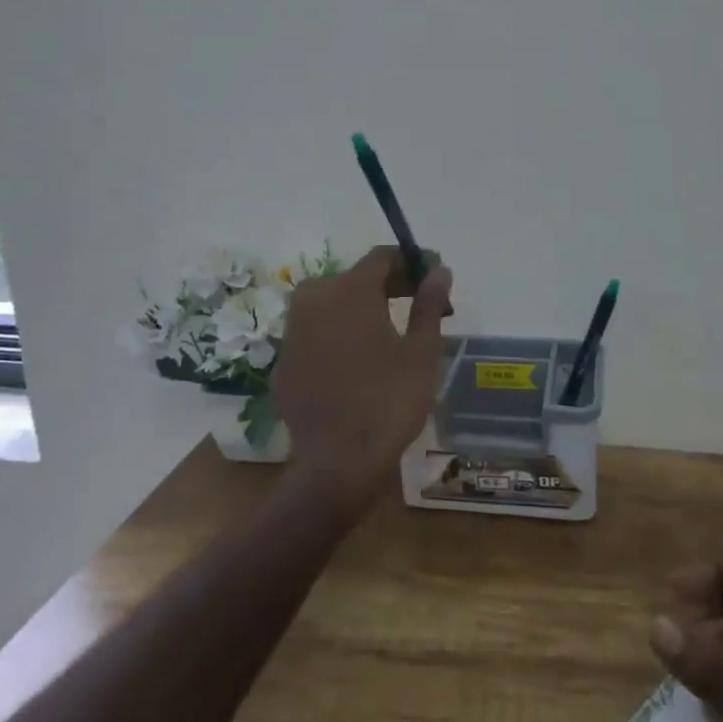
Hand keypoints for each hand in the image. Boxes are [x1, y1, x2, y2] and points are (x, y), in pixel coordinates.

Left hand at [270, 246, 453, 514]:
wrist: (336, 464)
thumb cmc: (388, 402)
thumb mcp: (420, 352)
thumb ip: (428, 304)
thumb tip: (439, 269)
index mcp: (350, 291)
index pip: (381, 257)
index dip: (409, 262)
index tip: (430, 278)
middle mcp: (314, 299)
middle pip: (355, 277)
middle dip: (387, 285)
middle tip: (416, 305)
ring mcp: (292, 330)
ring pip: (330, 303)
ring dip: (359, 308)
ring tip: (388, 332)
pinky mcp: (283, 360)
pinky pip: (315, 333)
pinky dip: (337, 334)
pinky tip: (356, 362)